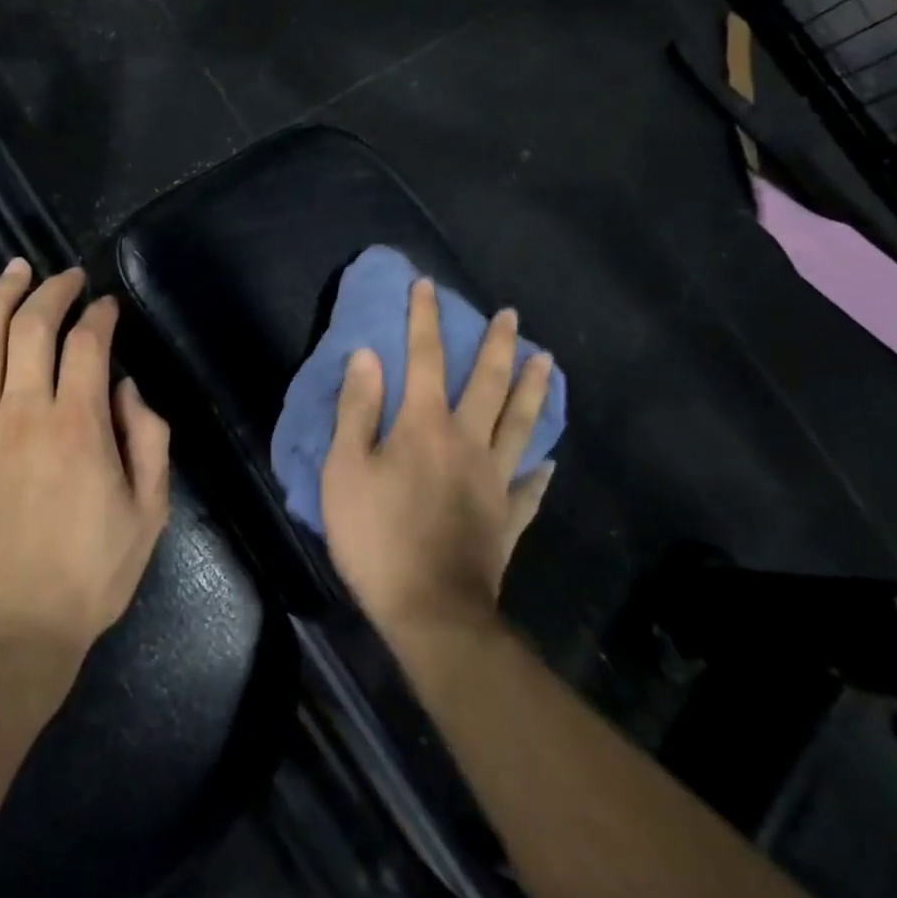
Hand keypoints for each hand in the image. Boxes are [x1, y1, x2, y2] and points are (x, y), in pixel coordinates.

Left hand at [0, 260, 171, 681]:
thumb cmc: (83, 580)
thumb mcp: (147, 515)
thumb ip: (147, 441)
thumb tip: (126, 386)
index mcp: (79, 425)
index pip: (89, 343)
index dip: (100, 315)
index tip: (107, 306)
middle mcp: (23, 411)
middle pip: (35, 326)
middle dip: (54, 291)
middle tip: (67, 276)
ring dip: (0, 296)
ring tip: (14, 269)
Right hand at [321, 278, 554, 637]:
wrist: (431, 612)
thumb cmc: (377, 537)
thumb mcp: (347, 470)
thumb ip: (358, 409)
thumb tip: (368, 356)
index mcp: (425, 425)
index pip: (426, 357)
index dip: (425, 318)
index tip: (428, 285)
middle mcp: (467, 441)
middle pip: (489, 383)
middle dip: (498, 344)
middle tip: (512, 315)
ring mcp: (494, 480)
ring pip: (520, 424)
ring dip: (534, 389)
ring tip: (547, 361)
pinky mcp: (507, 518)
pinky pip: (529, 489)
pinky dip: (539, 473)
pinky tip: (550, 464)